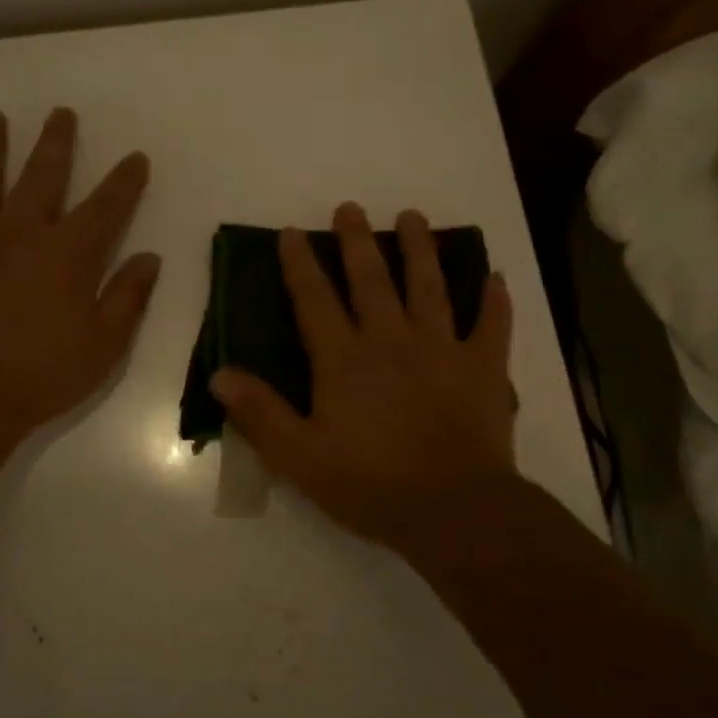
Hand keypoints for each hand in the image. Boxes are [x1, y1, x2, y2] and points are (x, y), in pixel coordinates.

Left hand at [0, 107, 158, 449]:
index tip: (135, 158)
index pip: (105, 207)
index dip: (124, 181)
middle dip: (55, 143)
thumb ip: (128, 298)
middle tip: (61, 114)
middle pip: (41, 177)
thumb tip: (148, 258)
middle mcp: (18, 234)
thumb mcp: (103, 346)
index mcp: (66, 255)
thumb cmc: (41, 376)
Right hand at [210, 203, 517, 570]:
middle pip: (372, 281)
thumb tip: (220, 373)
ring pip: (430, 288)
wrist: (452, 509)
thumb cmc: (370, 484)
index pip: (315, 301)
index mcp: (344, 360)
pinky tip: (497, 278)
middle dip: (357, 242)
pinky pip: (492, 327)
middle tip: (351, 207)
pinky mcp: (483, 369)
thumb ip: (259, 412)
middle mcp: (391, 341)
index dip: (300, 264)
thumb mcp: (299, 456)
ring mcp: (442, 350)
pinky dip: (495, 302)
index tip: (293, 232)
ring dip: (421, 250)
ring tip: (414, 217)